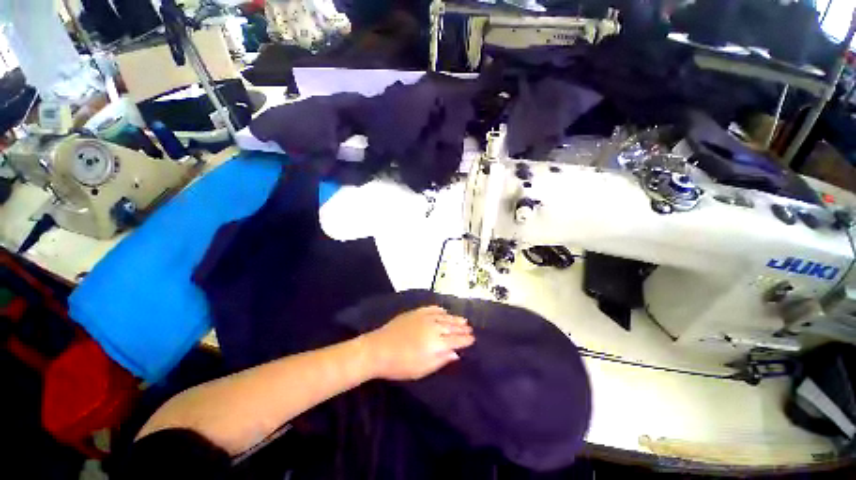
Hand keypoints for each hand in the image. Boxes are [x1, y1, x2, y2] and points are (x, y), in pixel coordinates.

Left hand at [362, 306, 474, 380]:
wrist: (379, 349)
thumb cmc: (401, 365)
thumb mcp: (423, 369)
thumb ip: (441, 360)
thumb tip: (455, 353)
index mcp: (437, 342)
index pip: (456, 340)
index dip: (465, 339)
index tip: (473, 339)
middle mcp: (434, 327)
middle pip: (452, 327)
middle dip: (462, 328)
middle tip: (470, 328)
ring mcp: (424, 317)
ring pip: (444, 316)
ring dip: (454, 318)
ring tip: (463, 319)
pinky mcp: (416, 312)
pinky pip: (432, 308)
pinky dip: (440, 309)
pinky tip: (444, 310)